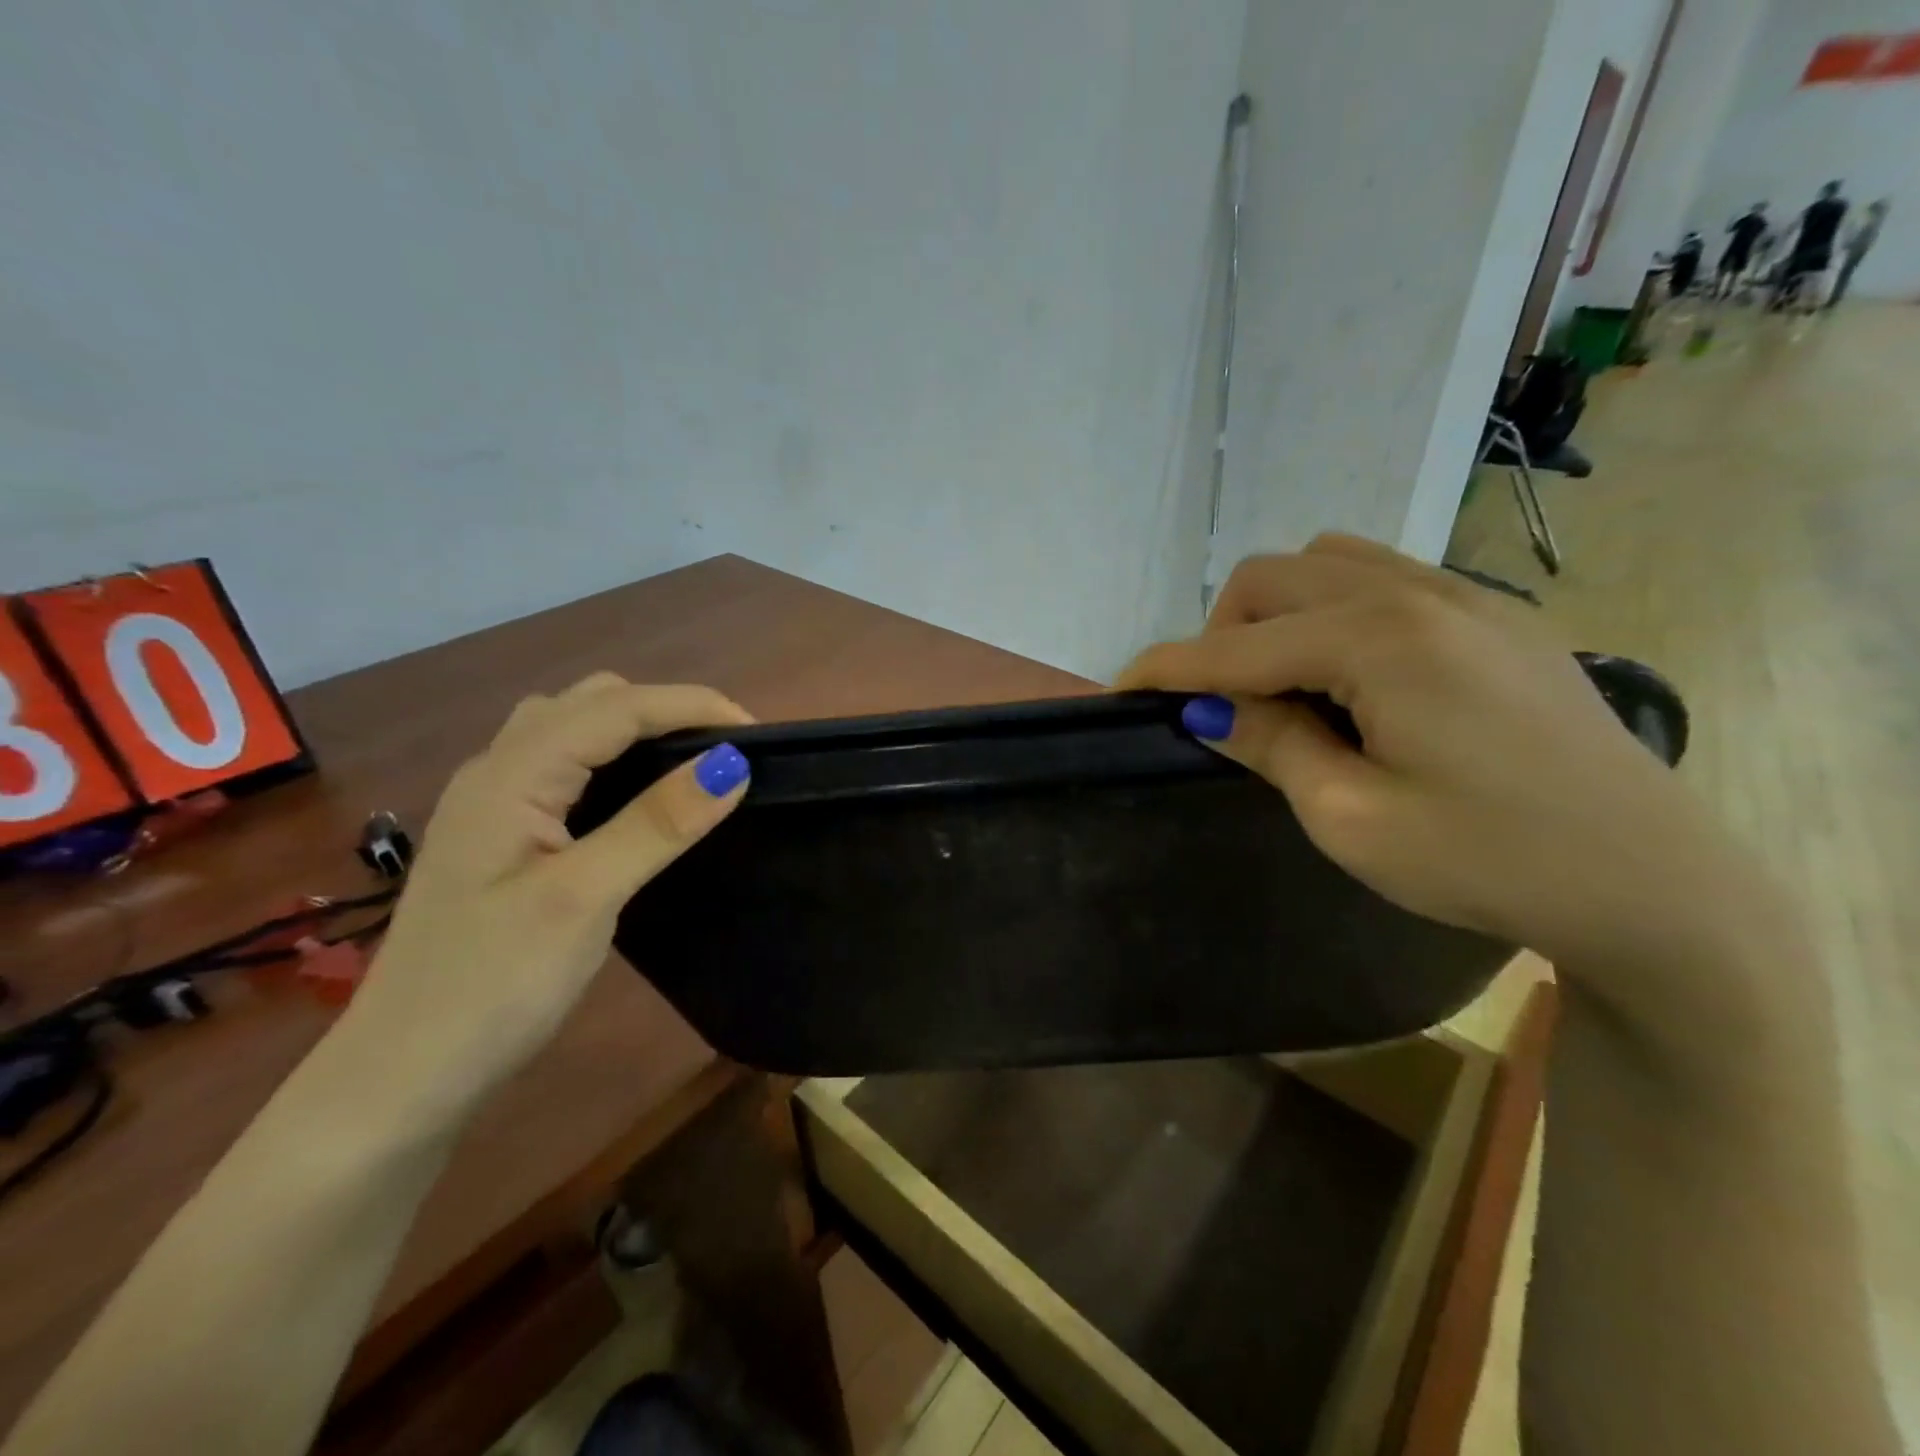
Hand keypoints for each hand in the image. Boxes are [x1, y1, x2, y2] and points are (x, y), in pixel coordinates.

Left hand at [338, 675, 753, 1120]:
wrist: (402, 1077)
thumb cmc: (493, 986)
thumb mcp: (585, 899)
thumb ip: (658, 823)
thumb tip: (733, 763)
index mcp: (511, 776)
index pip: (616, 707)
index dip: (692, 705)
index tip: (760, 735)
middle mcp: (495, 772)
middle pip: (590, 702)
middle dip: (666, 710)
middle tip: (726, 754)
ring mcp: (491, 804)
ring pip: (573, 729)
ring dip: (637, 729)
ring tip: (691, 765)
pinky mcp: (500, 836)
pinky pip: (564, 765)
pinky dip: (614, 759)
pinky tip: (637, 797)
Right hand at [1120, 535, 1741, 967]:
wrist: (1652, 883)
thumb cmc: (1489, 860)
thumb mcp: (1352, 818)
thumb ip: (1271, 744)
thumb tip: (1207, 706)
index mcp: (1379, 641)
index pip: (1237, 645)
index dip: (1170, 666)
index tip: (1122, 687)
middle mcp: (1418, 594)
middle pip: (1274, 577)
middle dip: (1223, 632)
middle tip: (1225, 706)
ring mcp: (1466, 597)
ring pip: (1328, 560)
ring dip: (1279, 611)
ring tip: (1286, 684)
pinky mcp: (1496, 616)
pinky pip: (1383, 578)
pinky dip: (1334, 609)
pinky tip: (1352, 674)